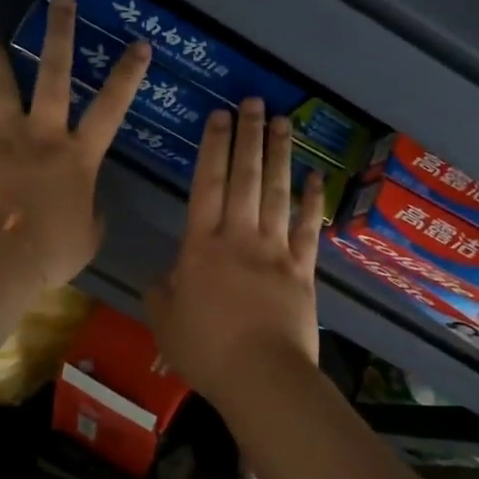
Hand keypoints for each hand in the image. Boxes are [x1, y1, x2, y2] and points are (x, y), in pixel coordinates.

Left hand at [0, 0, 150, 288]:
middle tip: (60, 1)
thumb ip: (92, 214)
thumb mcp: (88, 237)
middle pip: (55, 75)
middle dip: (60, 34)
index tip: (140, 44)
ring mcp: (4, 136)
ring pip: (3, 85)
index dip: (128, 74)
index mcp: (78, 156)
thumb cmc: (50, 252)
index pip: (111, 107)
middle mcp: (43, 134)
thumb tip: (88, 205)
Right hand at [146, 97, 324, 405]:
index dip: (213, 147)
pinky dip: (313, 200)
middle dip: (247, 136)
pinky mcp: (303, 269)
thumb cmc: (206, 350)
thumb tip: (166, 276)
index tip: (219, 116)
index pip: (207, 184)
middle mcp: (239, 237)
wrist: (261, 376)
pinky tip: (317, 176)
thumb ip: (161, 292)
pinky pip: (309, 228)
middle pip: (245, 177)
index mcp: (201, 246)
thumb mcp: (164, 322)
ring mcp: (275, 250)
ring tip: (282, 121)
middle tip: (252, 102)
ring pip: (277, 192)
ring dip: (280, 154)